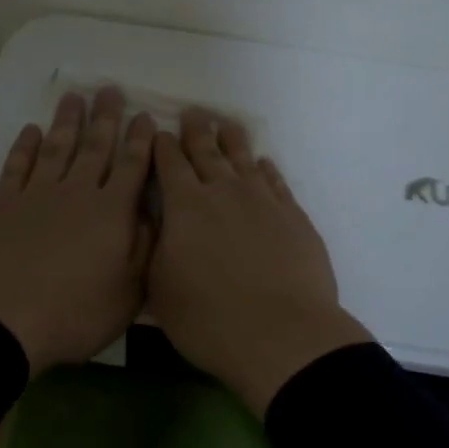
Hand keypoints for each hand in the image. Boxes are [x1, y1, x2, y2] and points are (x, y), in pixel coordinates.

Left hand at [0, 87, 155, 374]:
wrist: (1, 322)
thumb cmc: (73, 314)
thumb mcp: (128, 293)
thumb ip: (145, 248)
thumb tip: (152, 212)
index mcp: (111, 213)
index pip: (131, 167)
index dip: (140, 141)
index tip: (145, 116)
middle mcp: (77, 192)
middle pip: (95, 147)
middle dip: (106, 118)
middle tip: (110, 89)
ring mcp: (37, 195)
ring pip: (58, 148)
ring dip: (67, 121)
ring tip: (74, 97)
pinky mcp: (3, 204)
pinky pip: (18, 166)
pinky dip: (25, 146)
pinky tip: (31, 130)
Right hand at [149, 108, 370, 415]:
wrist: (282, 334)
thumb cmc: (209, 318)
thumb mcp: (160, 289)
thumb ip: (155, 250)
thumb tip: (157, 227)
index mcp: (186, 206)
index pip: (170, 163)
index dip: (163, 146)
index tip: (159, 132)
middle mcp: (224, 192)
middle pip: (207, 151)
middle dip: (196, 131)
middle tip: (192, 113)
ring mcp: (262, 200)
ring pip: (244, 159)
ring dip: (232, 140)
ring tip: (227, 124)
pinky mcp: (293, 215)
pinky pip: (276, 181)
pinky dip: (267, 169)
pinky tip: (264, 164)